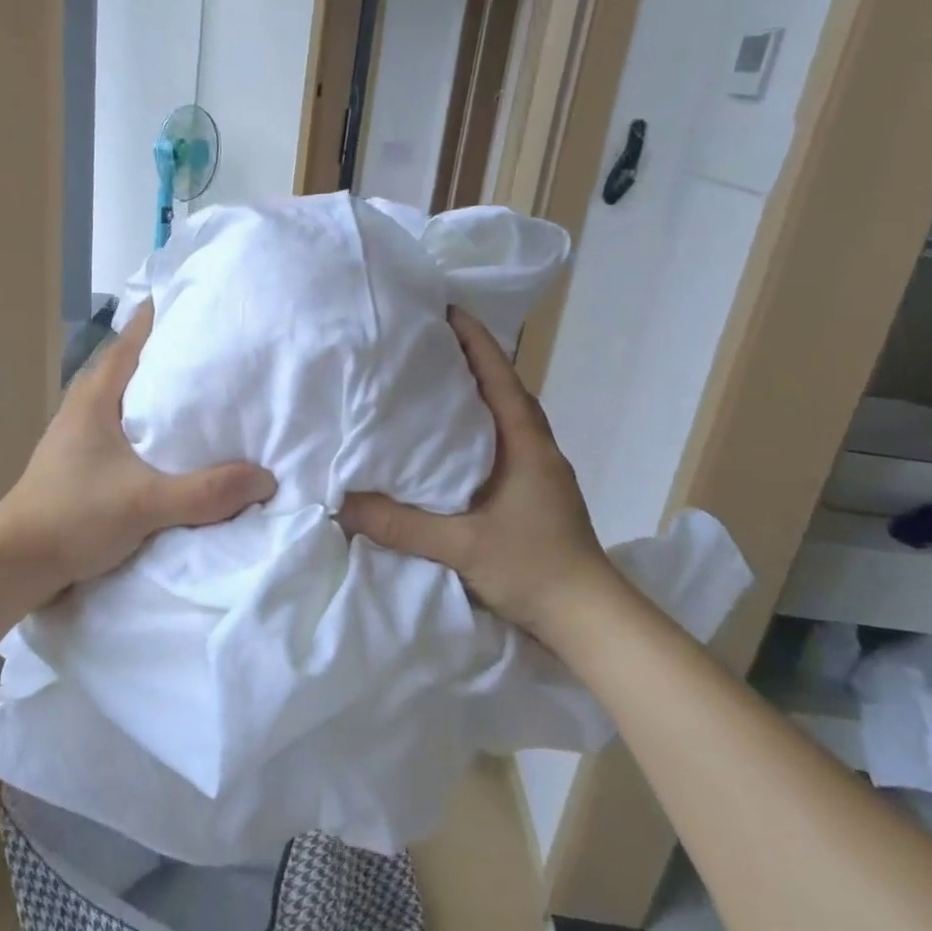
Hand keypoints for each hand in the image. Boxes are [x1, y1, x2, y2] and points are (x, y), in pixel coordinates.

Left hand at [0, 302, 275, 602]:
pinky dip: (151, 425)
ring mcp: (79, 433)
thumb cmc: (73, 517)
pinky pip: (125, 428)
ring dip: (161, 392)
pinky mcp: (81, 461)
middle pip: (133, 363)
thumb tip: (265, 478)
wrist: (14, 564)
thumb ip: (206, 492)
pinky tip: (176, 443)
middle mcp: (86, 405)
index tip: (204, 303)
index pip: (133, 337)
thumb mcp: (146, 504)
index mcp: (96, 395)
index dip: (165, 316)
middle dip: (173, 353)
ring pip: (128, 398)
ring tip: (206, 393)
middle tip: (221, 348)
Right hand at [339, 306, 617, 644]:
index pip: (501, 379)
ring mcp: (538, 474)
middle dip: (469, 363)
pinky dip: (475, 433)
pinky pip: (500, 447)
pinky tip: (447, 446)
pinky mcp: (533, 496)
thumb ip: (400, 525)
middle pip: (502, 392)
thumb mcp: (461, 545)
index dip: (476, 342)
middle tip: (424, 345)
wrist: (589, 619)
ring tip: (431, 386)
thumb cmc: (534, 568)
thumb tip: (342, 504)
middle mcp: (536, 450)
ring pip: (502, 421)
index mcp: (527, 445)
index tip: (447, 311)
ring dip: (474, 398)